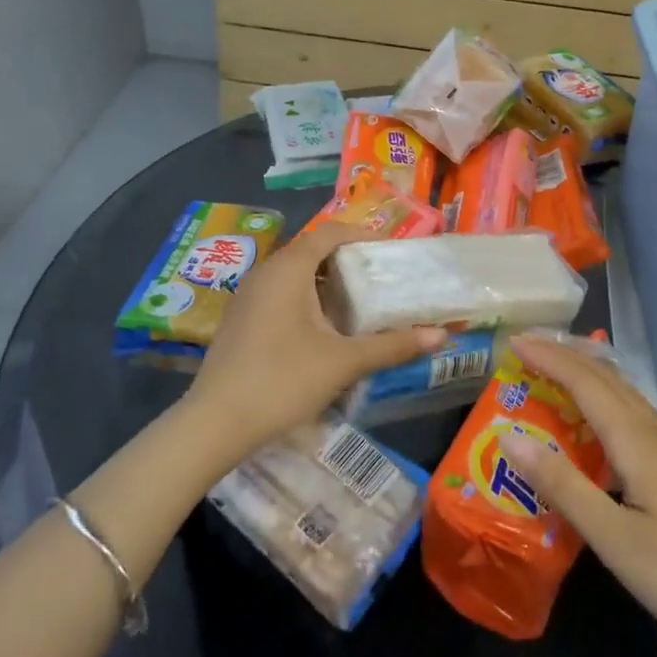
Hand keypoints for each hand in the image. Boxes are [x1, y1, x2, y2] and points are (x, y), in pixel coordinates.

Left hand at [186, 221, 444, 464]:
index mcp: (288, 268)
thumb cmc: (283, 380)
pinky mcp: (240, 320)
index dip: (362, 236)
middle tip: (381, 280)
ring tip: (359, 306)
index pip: (330, 233)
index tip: (390, 252)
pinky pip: (279, 295)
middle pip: (312, 252)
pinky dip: (306, 300)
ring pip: (294, 275)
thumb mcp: (343, 362)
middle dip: (348, 262)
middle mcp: (265, 272)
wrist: (215, 423)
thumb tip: (442, 337)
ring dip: (326, 284)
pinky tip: (323, 331)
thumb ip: (392, 346)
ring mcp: (248, 296)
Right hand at [501, 333, 656, 656]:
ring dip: (585, 375)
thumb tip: (508, 435)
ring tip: (553, 372)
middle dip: (564, 356)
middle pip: (606, 378)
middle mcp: (655, 433)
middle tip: (525, 349)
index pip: (583, 381)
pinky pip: (634, 416)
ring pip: (623, 394)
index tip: (511, 341)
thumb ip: (562, 485)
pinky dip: (604, 402)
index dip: (547, 357)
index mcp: (636, 440)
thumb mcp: (615, 538)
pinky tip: (599, 423)